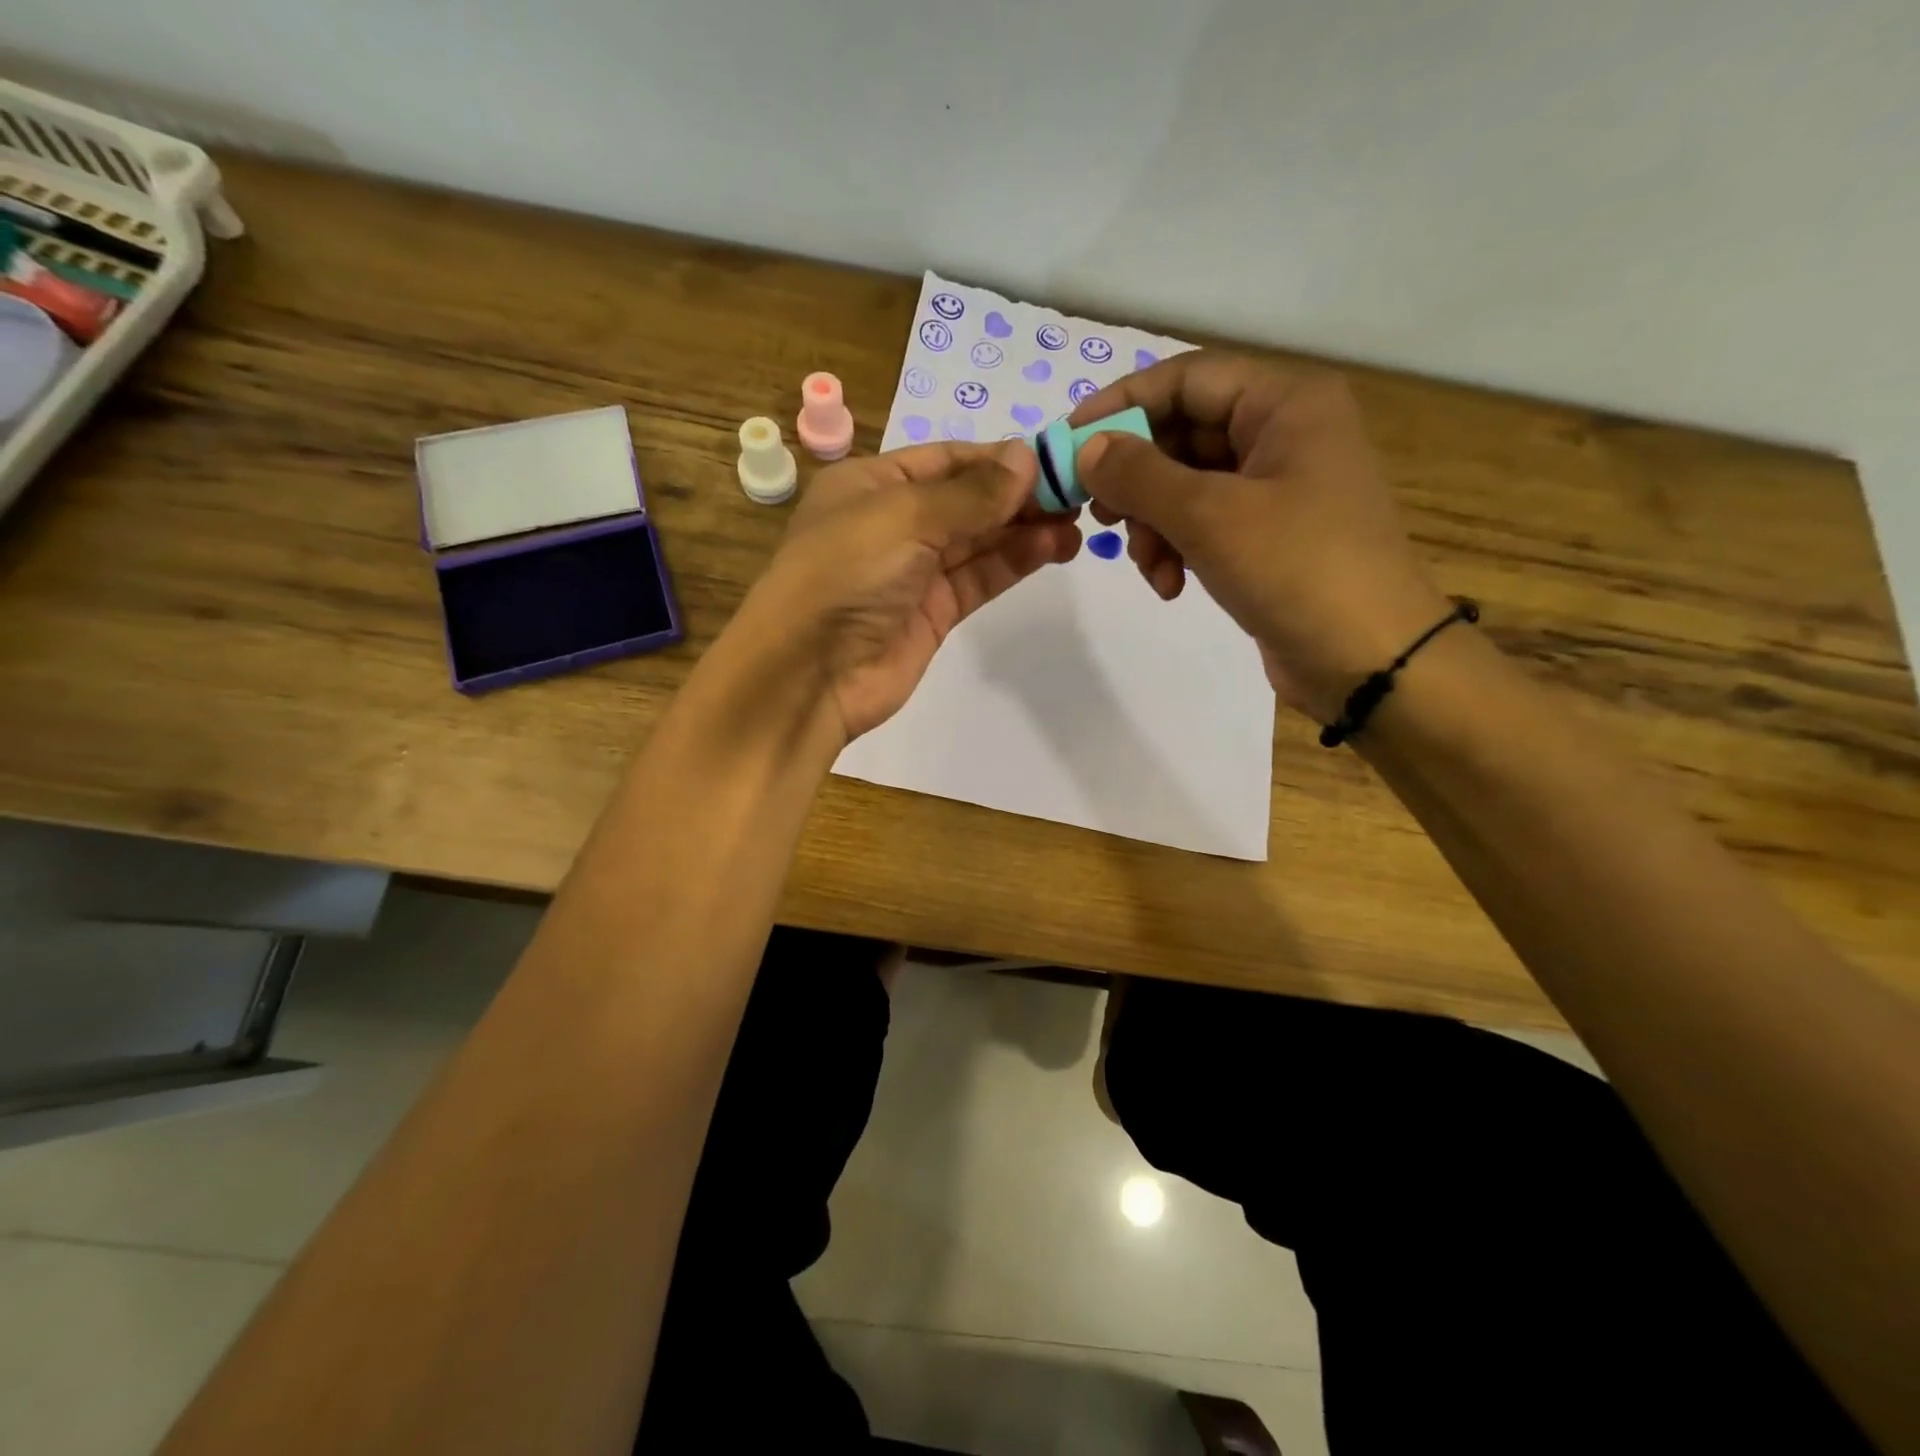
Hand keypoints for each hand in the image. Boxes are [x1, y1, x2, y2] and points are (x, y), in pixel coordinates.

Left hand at [738, 440, 1081, 741]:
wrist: (809, 674)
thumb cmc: (846, 574)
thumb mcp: (905, 517)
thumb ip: (971, 493)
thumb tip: (1027, 457)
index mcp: (872, 485)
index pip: (946, 459)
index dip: (998, 458)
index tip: (1054, 458)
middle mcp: (893, 523)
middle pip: (966, 499)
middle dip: (1018, 494)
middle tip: (1077, 492)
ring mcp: (914, 571)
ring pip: (978, 540)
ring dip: (1024, 529)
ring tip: (1076, 522)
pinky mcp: (933, 613)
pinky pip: (978, 578)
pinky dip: (1013, 562)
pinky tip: (1052, 548)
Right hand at [1070, 352, 1449, 722]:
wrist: (1368, 660)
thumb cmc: (1297, 569)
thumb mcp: (1209, 515)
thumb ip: (1139, 475)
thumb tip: (1086, 449)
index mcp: (1284, 403)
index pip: (1185, 379)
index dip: (1121, 404)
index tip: (1067, 442)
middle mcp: (1283, 433)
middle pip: (1182, 434)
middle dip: (1137, 480)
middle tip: (1097, 514)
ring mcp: (1277, 487)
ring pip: (1186, 485)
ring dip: (1153, 525)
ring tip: (1147, 565)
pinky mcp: (1268, 536)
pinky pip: (1204, 524)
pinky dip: (1177, 549)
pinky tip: (1170, 586)